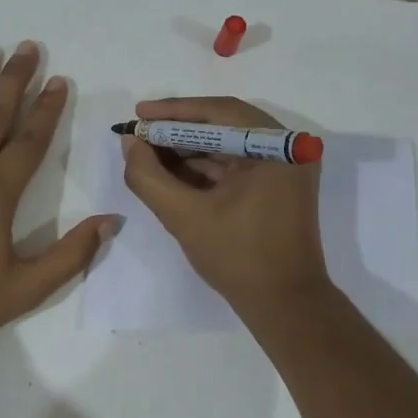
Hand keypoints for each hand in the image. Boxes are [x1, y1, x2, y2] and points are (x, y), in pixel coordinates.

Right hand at [121, 96, 329, 311]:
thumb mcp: (184, 216)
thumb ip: (149, 177)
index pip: (219, 112)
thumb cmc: (238, 257)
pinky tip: (171, 172)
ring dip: (188, 150)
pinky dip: (204, 168)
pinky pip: (236, 165)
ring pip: (228, 146)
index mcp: (277, 147)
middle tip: (140, 134)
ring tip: (147, 153)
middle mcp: (287, 149)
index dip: (174, 111)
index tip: (138, 114)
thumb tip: (131, 143)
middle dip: (178, 131)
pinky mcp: (277, 187)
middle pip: (224, 126)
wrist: (285, 305)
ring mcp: (285, 168)